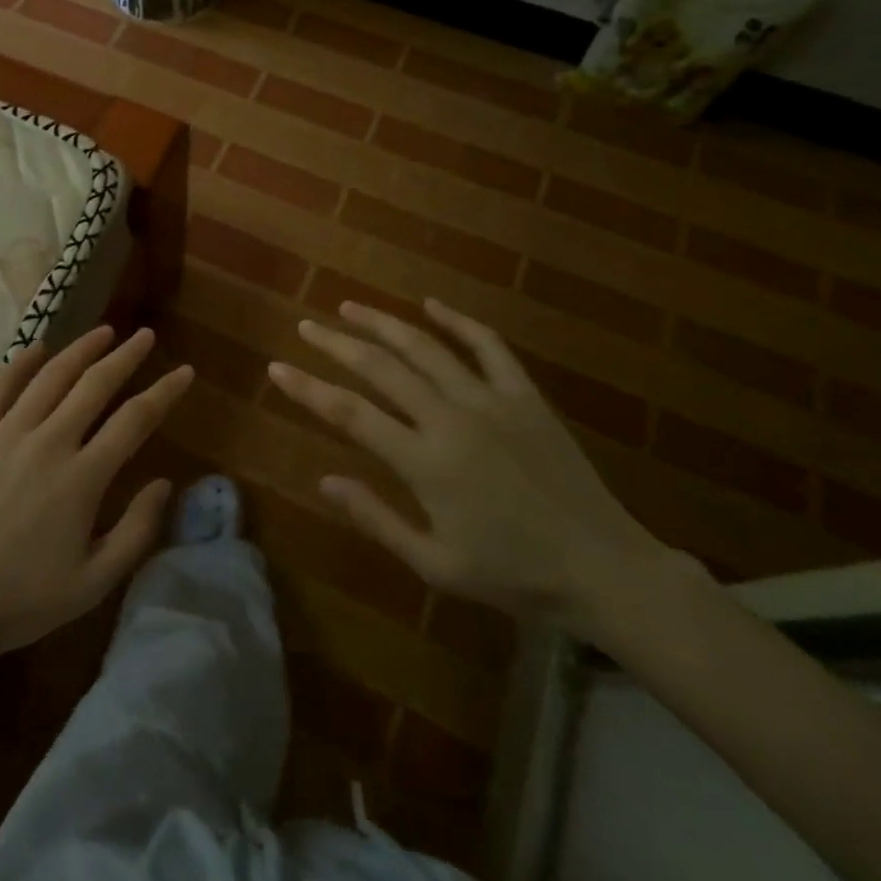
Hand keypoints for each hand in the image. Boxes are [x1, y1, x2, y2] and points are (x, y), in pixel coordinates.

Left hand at [0, 326, 191, 668]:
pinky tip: (37, 347)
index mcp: (82, 477)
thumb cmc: (23, 599)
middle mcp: (48, 442)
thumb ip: (137, 530)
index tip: (185, 372)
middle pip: (94, 385)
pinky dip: (21, 363)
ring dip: (80, 350)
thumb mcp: (94, 582)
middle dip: (125, 356)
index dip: (164, 392)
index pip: (134, 420)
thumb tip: (165, 483)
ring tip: (103, 332)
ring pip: (50, 377)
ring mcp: (6, 434)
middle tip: (145, 336)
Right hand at [268, 298, 669, 635]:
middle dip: (337, 343)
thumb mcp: (437, 564)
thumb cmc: (514, 575)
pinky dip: (458, 320)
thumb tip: (325, 480)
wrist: (604, 568)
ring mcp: (490, 400)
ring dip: (384, 323)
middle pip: (380, 367)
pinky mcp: (525, 395)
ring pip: (425, 347)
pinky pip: (488, 346)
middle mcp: (450, 418)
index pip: (349, 412)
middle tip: (307, 325)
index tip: (277, 367)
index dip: (308, 388)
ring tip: (351, 307)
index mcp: (425, 462)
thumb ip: (377, 518)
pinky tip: (432, 304)